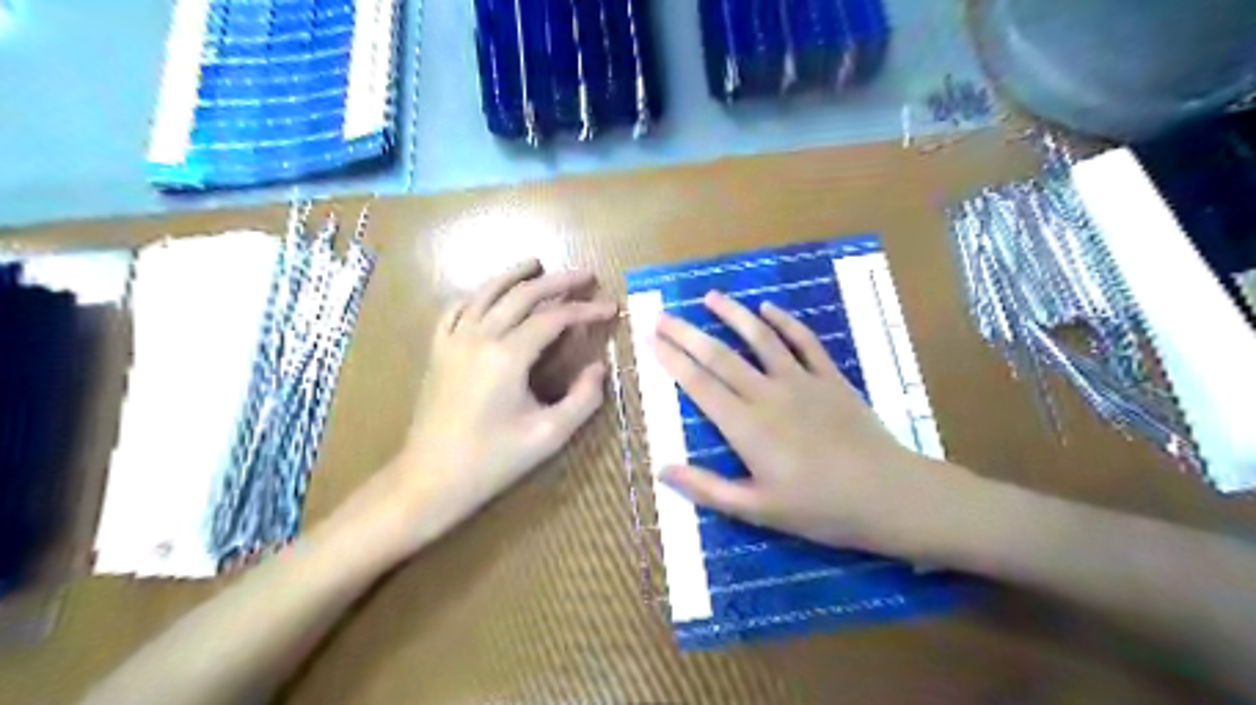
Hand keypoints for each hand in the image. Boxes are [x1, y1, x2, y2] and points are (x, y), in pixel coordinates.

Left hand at [376, 261, 622, 553]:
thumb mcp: (549, 436)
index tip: (611, 308)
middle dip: (558, 281)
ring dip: (514, 275)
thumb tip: (599, 368)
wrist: (430, 479)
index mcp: (508, 356)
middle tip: (585, 275)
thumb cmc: (492, 461)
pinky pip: (456, 310)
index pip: (554, 318)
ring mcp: (453, 341)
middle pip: (522, 295)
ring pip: (486, 293)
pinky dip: (477, 295)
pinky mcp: (438, 351)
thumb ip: (583, 399)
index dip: (585, 310)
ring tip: (537, 264)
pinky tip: (488, 294)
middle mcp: (480, 337)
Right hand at [653, 291, 986, 560]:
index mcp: (746, 427)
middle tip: (664, 315)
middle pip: (720, 356)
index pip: (699, 385)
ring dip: (734, 315)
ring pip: (760, 339)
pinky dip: (785, 322)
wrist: (888, 495)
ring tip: (711, 297)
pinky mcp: (830, 378)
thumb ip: (708, 488)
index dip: (673, 360)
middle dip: (688, 334)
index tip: (652, 339)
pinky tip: (769, 308)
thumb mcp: (757, 510)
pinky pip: (804, 342)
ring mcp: (801, 381)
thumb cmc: (819, 508)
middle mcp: (768, 394)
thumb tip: (661, 470)